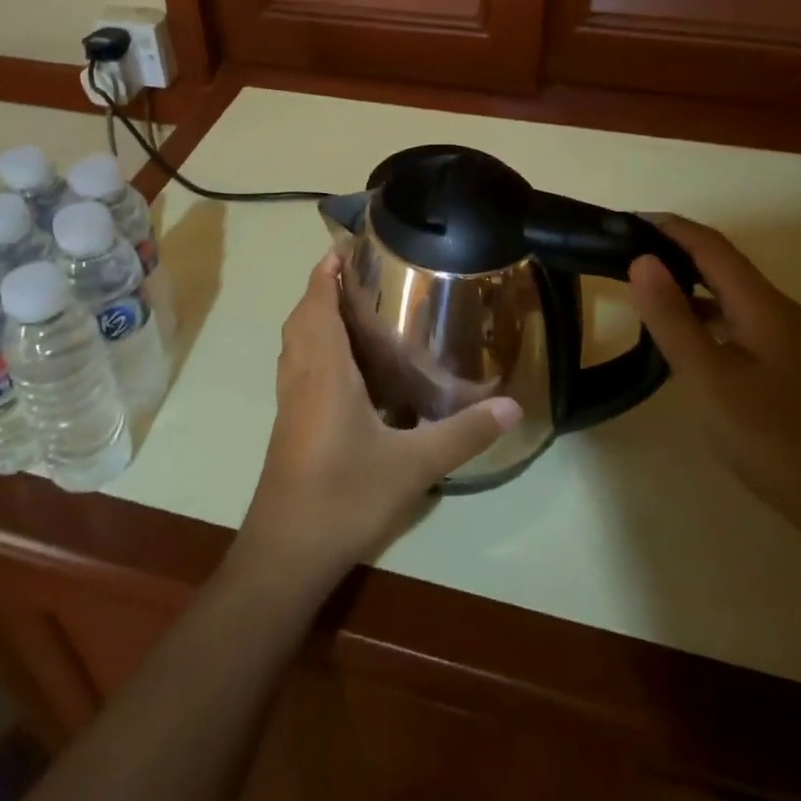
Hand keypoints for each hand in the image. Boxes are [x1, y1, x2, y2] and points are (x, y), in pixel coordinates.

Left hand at [238, 252, 521, 588]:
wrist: (287, 551)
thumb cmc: (344, 497)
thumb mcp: (413, 466)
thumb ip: (463, 435)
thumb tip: (513, 407)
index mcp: (324, 372)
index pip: (316, 305)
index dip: (324, 273)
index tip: (342, 248)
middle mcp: (300, 378)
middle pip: (301, 318)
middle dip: (320, 289)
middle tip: (357, 276)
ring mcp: (289, 403)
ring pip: (294, 343)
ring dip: (312, 317)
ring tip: (351, 310)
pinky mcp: (288, 425)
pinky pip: (296, 368)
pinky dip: (312, 347)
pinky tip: (344, 369)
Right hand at [628, 216, 800, 549]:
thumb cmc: (777, 440)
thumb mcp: (710, 380)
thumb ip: (673, 319)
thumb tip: (642, 260)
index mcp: (766, 307)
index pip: (712, 246)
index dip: (669, 228)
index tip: (624, 221)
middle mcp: (785, 314)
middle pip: (725, 268)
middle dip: (676, 253)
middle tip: (624, 257)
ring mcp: (795, 344)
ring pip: (735, 300)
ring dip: (691, 288)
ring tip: (645, 294)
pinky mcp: (797, 371)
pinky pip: (744, 327)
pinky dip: (708, 320)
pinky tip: (688, 345)